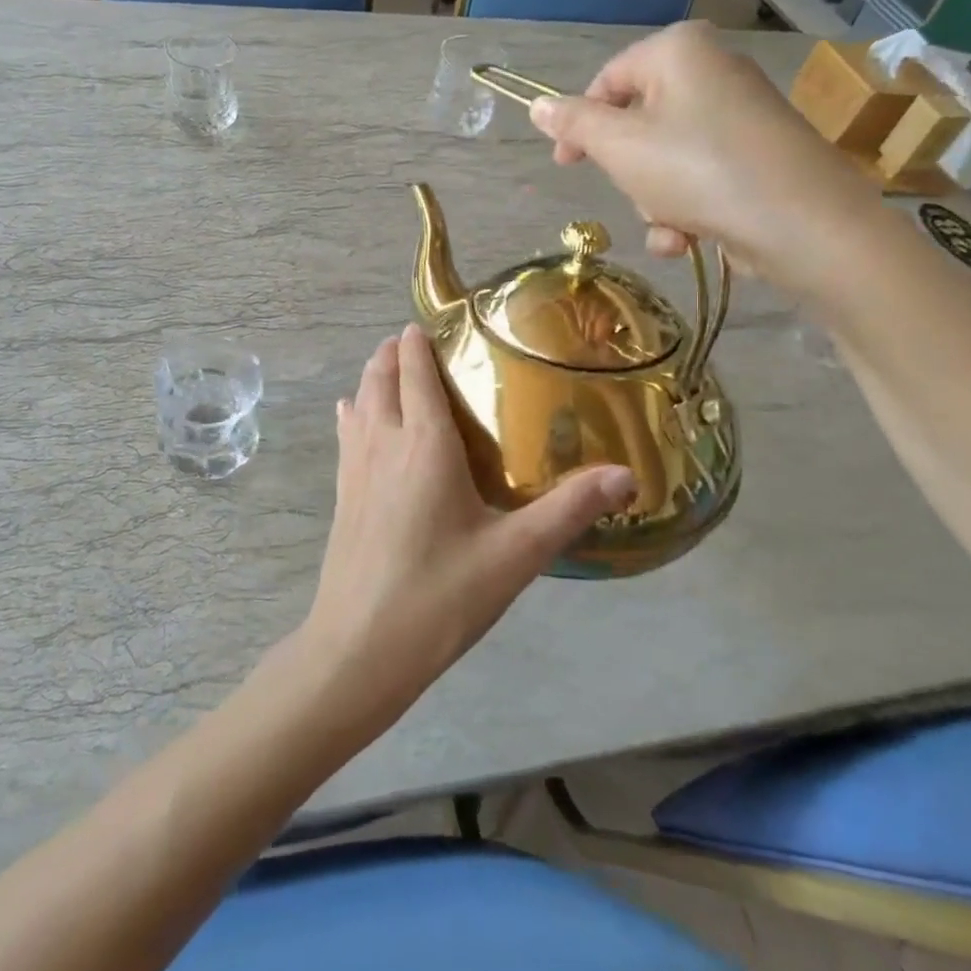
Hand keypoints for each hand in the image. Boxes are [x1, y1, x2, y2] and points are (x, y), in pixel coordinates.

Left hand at [299, 327, 634, 725]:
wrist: (359, 649)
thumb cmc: (440, 596)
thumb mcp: (515, 555)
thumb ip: (569, 509)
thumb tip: (628, 475)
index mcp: (423, 443)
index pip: (415, 371)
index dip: (420, 341)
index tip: (436, 322)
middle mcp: (383, 442)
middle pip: (380, 377)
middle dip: (394, 351)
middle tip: (417, 341)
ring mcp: (355, 468)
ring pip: (358, 401)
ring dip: (372, 377)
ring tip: (391, 369)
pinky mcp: (342, 495)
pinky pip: (346, 433)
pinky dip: (355, 412)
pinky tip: (355, 417)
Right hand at [529, 22, 886, 296]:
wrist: (800, 223)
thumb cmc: (697, 170)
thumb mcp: (619, 146)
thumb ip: (574, 124)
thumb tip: (537, 105)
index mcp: (678, 51)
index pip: (607, 80)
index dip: (578, 124)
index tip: (564, 165)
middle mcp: (712, 71)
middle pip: (637, 125)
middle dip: (629, 173)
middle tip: (634, 194)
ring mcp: (739, 115)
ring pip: (664, 160)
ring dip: (654, 202)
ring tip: (671, 224)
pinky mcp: (756, 156)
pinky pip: (698, 178)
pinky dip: (686, 210)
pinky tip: (689, 238)